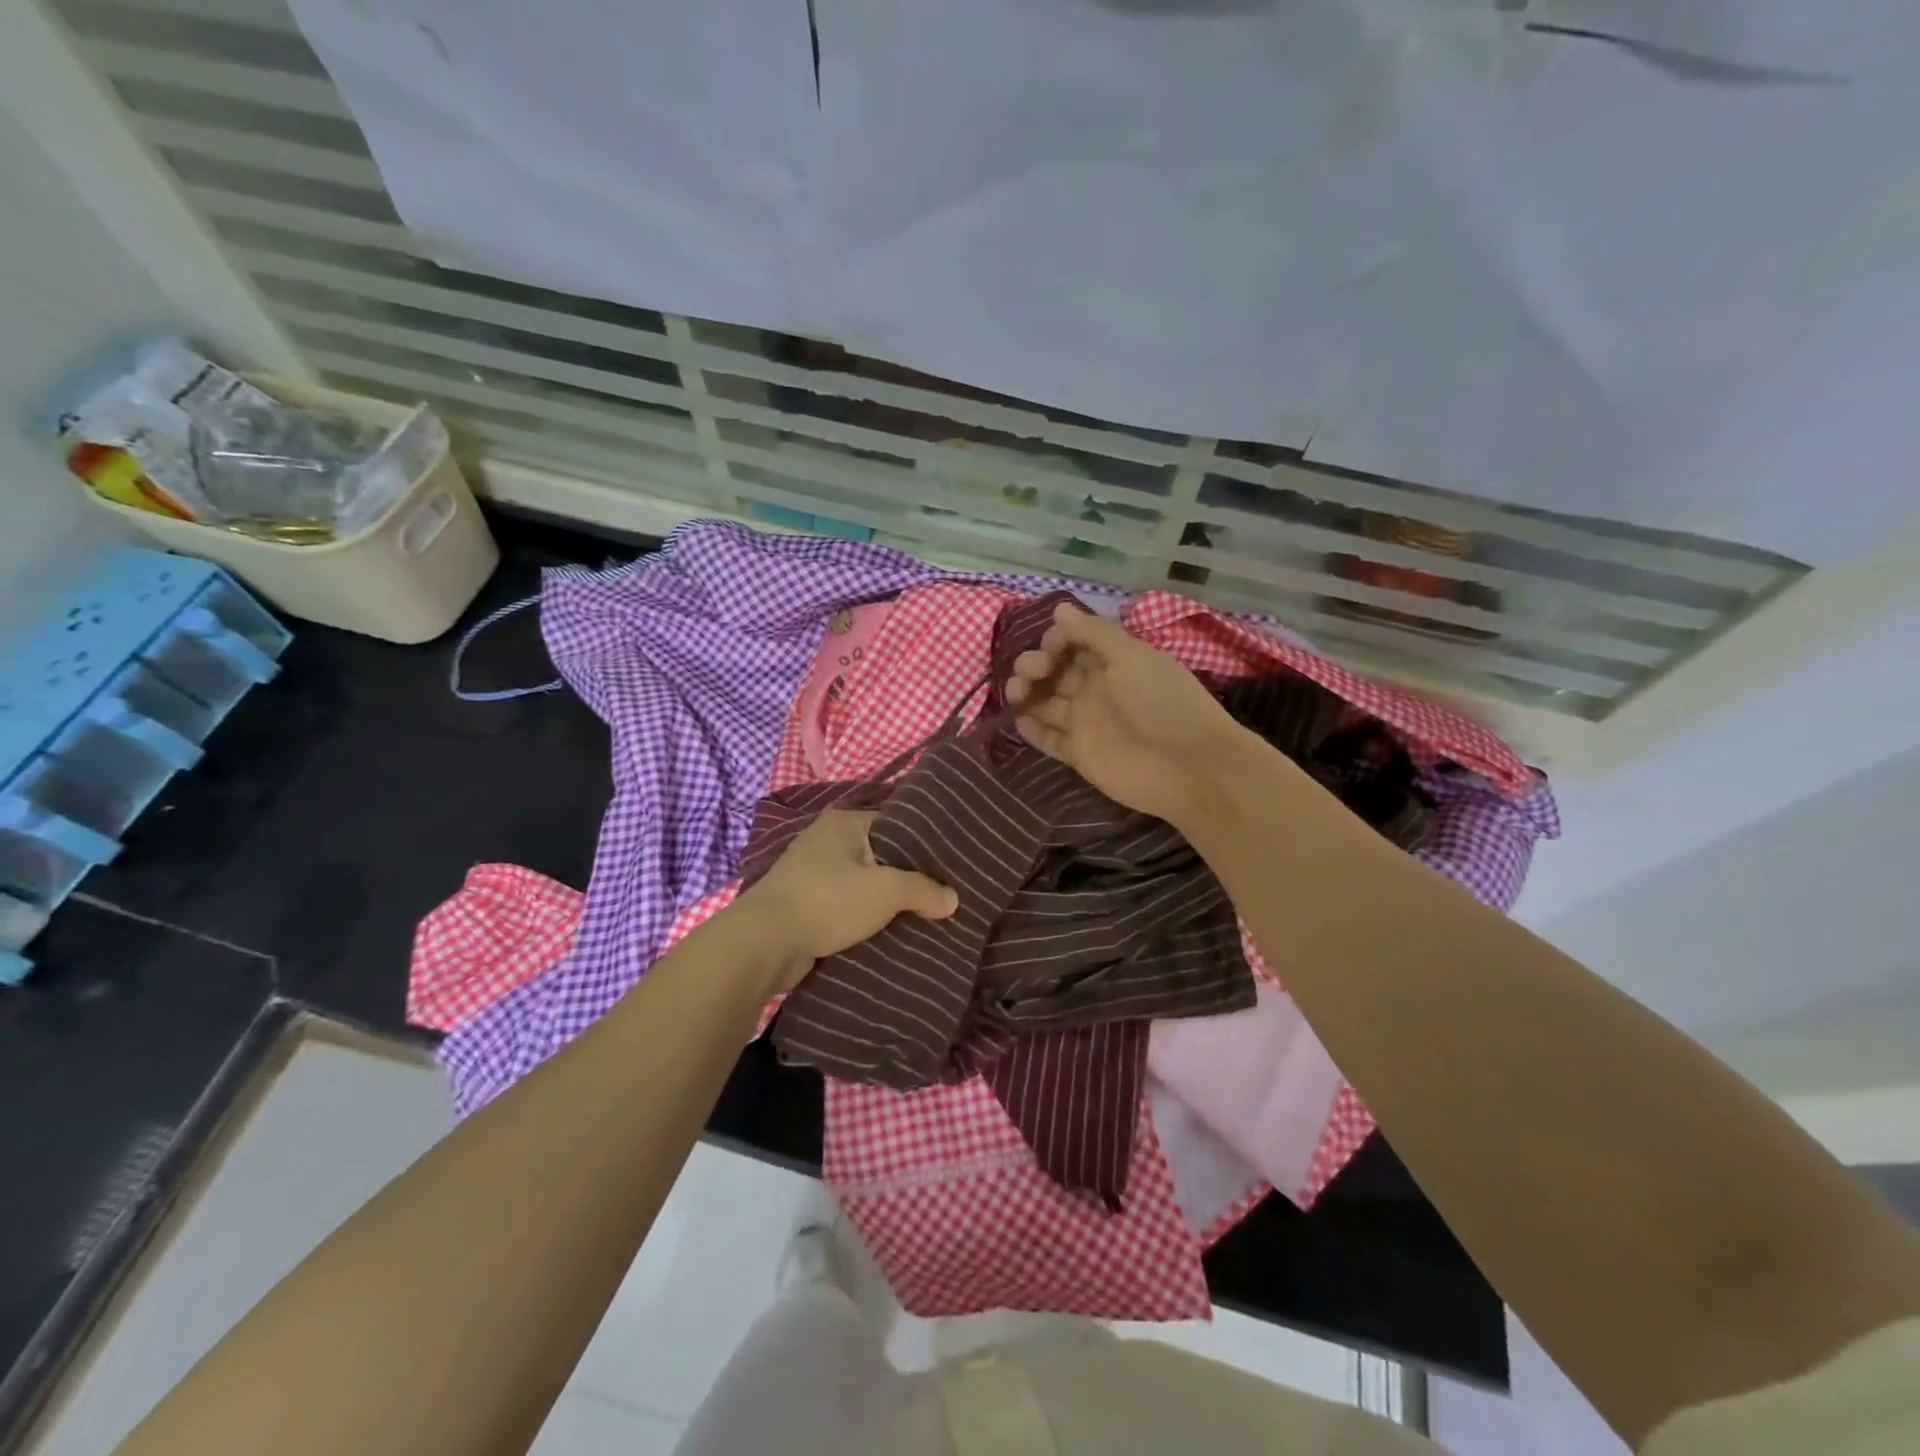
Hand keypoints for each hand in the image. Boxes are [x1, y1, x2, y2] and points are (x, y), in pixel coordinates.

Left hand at [732, 810, 958, 991]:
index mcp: (845, 822)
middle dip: (908, 876)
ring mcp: (812, 872)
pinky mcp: (805, 902)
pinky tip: (889, 932)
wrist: (763, 943)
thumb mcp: (885, 891)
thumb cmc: (827, 901)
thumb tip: (952, 899)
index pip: (897, 823)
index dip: (924, 843)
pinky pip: (846, 905)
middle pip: (881, 855)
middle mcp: (827, 839)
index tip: (951, 864)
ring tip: (924, 915)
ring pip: (864, 882)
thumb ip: (923, 890)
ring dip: (885, 900)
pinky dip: (864, 917)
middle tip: (944, 893)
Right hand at [1006, 602, 1249, 829]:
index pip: (1073, 644)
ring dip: (1026, 693)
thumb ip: (1093, 632)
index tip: (1048, 647)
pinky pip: (1049, 738)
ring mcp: (1087, 723)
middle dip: (1034, 665)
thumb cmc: (1161, 702)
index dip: (1055, 641)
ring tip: (1014, 693)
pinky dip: (1031, 729)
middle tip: (1031, 672)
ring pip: (1046, 703)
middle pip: (1055, 672)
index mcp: (1113, 662)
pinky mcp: (1079, 754)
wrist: (1187, 766)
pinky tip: (1016, 718)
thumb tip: (1060, 609)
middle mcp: (1097, 690)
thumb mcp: (1130, 656)